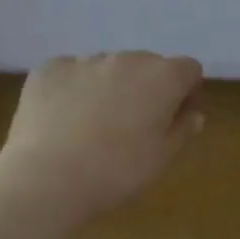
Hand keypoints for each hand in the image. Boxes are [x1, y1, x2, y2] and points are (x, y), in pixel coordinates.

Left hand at [1, 51, 205, 213]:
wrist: (46, 180)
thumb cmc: (116, 172)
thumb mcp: (161, 158)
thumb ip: (183, 129)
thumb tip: (193, 114)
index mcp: (163, 77)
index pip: (188, 69)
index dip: (187, 91)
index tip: (177, 118)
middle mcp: (128, 58)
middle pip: (148, 65)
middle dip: (147, 88)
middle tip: (134, 126)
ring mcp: (86, 60)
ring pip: (108, 68)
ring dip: (110, 87)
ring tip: (93, 126)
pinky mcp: (50, 69)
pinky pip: (71, 73)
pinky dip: (73, 90)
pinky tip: (63, 121)